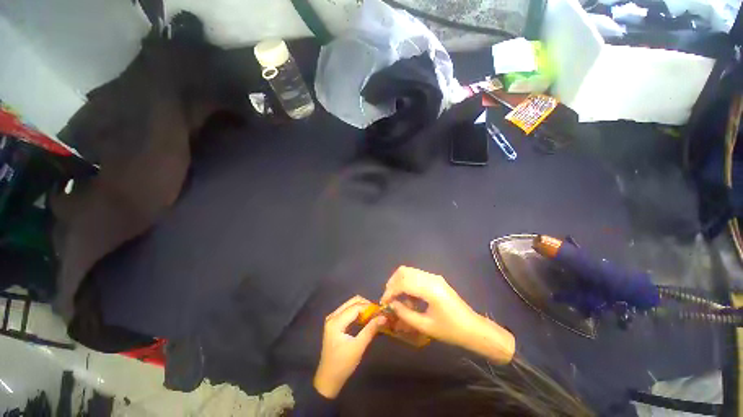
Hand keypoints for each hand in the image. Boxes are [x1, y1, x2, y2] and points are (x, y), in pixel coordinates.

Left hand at [314, 296, 386, 398]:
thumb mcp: (358, 347)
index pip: (356, 307)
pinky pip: (348, 311)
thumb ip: (371, 329)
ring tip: (374, 316)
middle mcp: (333, 316)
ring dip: (363, 308)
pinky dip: (358, 313)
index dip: (370, 307)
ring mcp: (332, 318)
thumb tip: (384, 317)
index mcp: (336, 321)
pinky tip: (365, 320)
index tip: (382, 311)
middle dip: (366, 305)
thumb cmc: (343, 365)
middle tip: (378, 313)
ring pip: (351, 305)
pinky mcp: (334, 323)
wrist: (328, 379)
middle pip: (352, 302)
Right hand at [380, 266, 514, 363]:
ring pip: (409, 271)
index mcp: (430, 290)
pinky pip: (416, 275)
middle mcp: (431, 278)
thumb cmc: (451, 330)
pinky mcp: (436, 279)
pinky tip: (408, 297)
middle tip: (388, 298)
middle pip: (404, 271)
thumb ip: (405, 314)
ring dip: (399, 282)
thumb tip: (391, 305)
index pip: (403, 283)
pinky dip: (408, 283)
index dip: (390, 291)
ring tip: (397, 299)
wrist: (473, 328)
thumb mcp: (426, 326)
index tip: (383, 302)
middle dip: (392, 283)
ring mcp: (434, 277)